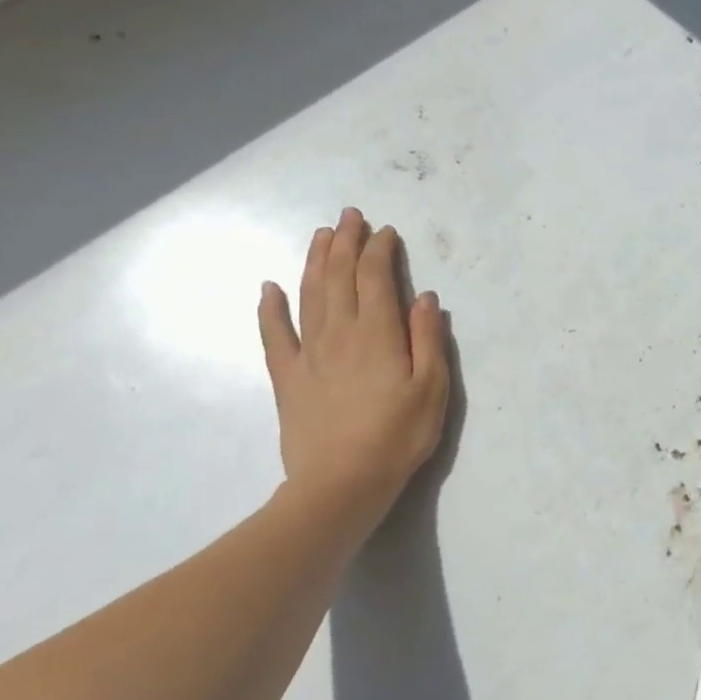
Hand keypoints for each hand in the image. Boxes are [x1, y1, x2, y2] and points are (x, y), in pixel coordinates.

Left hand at [257, 208, 448, 526]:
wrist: (341, 483)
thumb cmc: (398, 435)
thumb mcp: (432, 388)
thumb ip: (428, 339)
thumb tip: (424, 296)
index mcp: (379, 333)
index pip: (375, 278)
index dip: (379, 250)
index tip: (385, 231)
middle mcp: (340, 333)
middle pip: (338, 277)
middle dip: (345, 242)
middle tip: (349, 216)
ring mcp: (309, 353)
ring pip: (309, 295)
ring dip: (314, 261)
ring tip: (320, 235)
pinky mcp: (288, 377)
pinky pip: (275, 335)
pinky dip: (270, 308)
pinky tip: (269, 288)